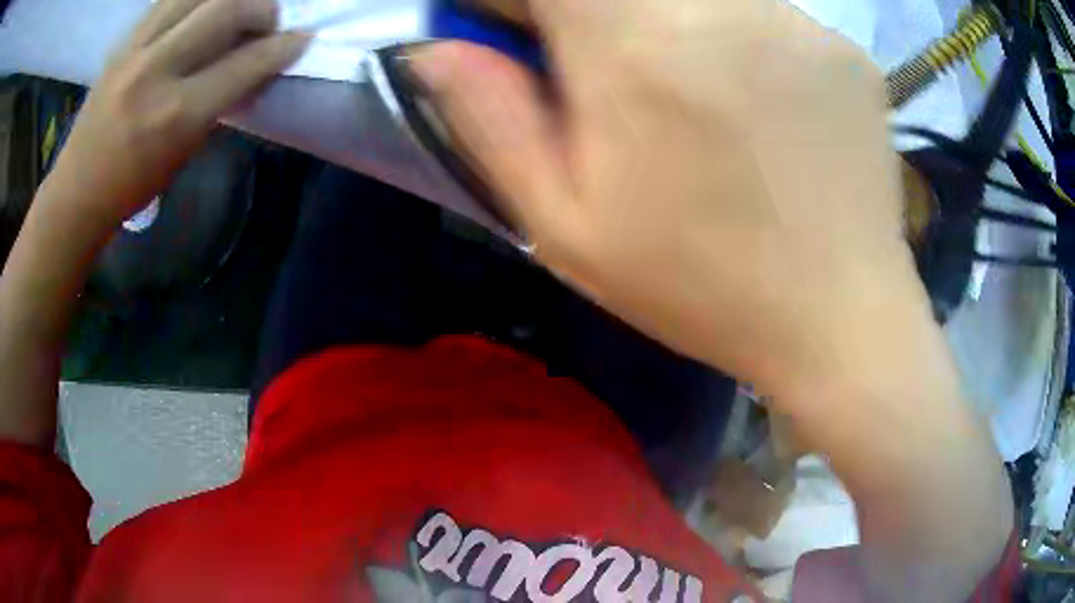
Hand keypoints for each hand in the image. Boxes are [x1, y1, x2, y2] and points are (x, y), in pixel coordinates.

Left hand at [48, 0, 306, 234]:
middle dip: (260, 9)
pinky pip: (168, 1)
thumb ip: (219, 101)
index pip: (246, 63)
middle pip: (226, 8)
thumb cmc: (131, 187)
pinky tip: (200, 11)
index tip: (302, 38)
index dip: (283, 46)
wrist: (76, 192)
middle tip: (266, 23)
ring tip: (235, 10)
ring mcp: (135, 51)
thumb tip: (253, 63)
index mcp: (177, 114)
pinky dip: (193, 0)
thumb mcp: (183, 151)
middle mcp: (157, 71)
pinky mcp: (123, 43)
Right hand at [409, 0, 919, 392]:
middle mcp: (719, 7)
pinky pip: (768, 18)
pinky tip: (765, 110)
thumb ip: (490, 117)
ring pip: (695, 1)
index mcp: (635, 46)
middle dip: (596, 24)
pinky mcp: (843, 47)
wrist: (840, 319)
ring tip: (698, 104)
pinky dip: (746, 45)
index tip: (528, 42)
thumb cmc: (701, 287)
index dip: (521, 7)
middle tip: (617, 86)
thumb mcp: (567, 224)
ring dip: (673, 31)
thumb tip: (435, 47)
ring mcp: (797, 20)